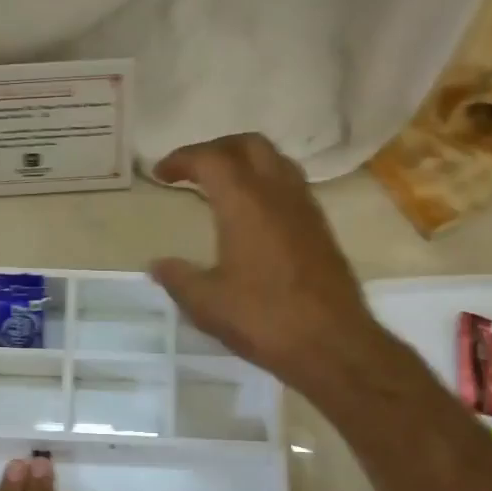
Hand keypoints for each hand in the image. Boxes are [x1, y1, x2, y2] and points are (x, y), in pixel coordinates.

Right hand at [150, 133, 380, 397]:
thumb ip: (178, 278)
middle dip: (216, 149)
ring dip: (245, 162)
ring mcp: (305, 208)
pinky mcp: (320, 228)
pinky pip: (290, 185)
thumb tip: (158, 265)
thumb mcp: (207, 304)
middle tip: (192, 169)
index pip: (211, 159)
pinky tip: (252, 214)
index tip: (160, 173)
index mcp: (245, 203)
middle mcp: (278, 194)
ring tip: (221, 185)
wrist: (333, 345)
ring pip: (275, 160)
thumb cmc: (264, 319)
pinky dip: (265, 182)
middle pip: (248, 145)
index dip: (182, 159)